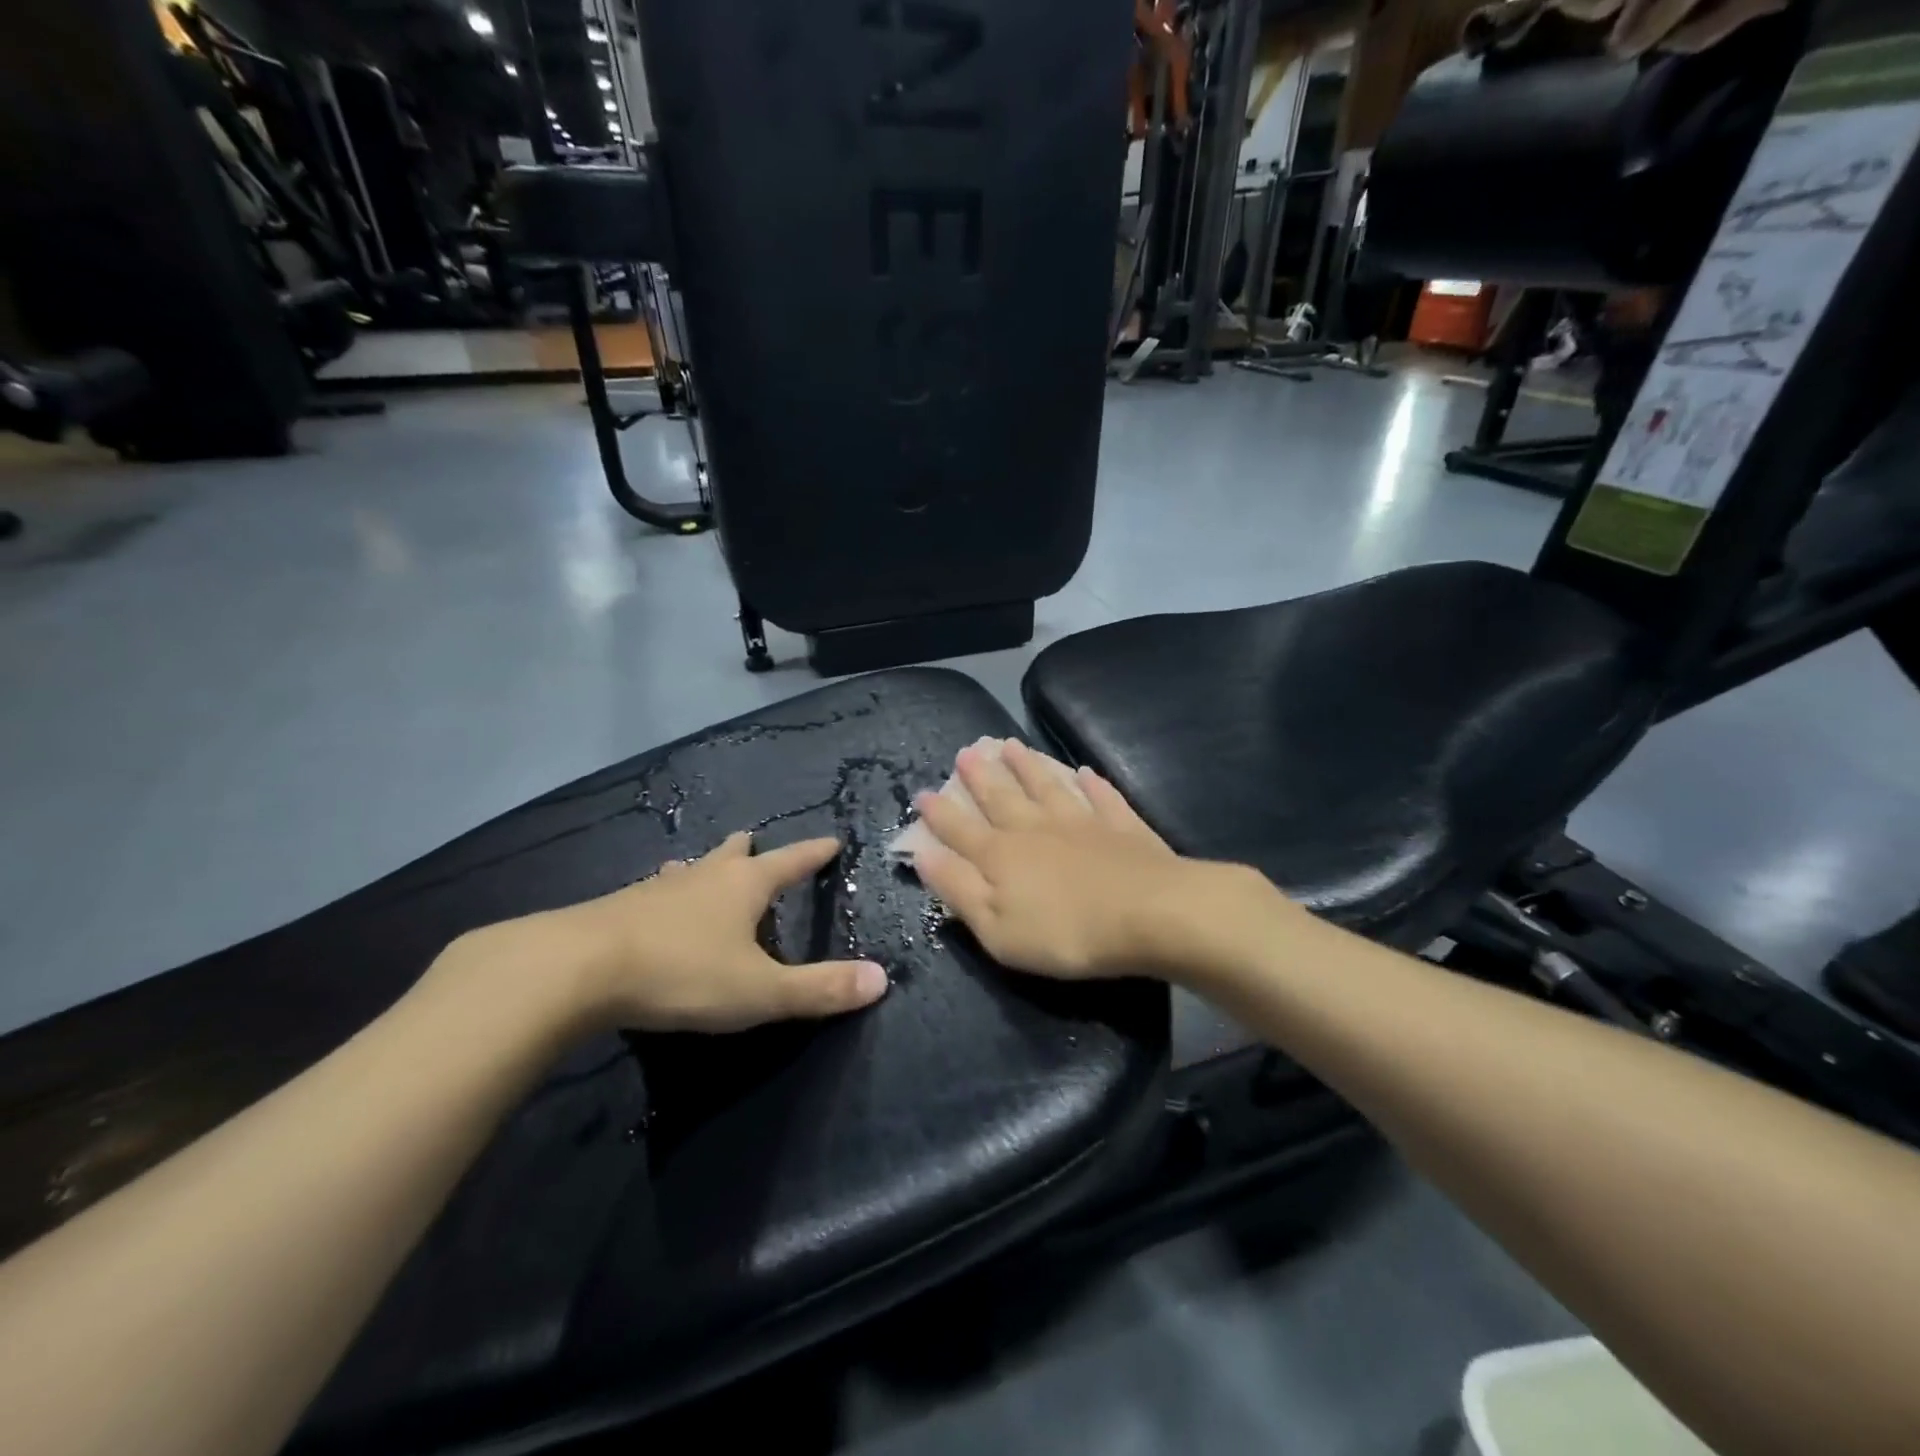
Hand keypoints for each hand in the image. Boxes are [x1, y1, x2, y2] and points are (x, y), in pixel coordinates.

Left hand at [478, 832, 888, 1033]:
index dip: (814, 853)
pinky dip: (667, 894)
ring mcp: (657, 889)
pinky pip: (654, 893)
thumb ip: (819, 988)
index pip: (791, 861)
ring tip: (700, 869)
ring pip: (689, 870)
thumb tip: (882, 979)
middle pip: (734, 854)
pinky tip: (651, 908)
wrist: (576, 970)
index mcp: (744, 886)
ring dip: (702, 869)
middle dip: (750, 850)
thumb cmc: (682, 973)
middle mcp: (703, 876)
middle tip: (754, 842)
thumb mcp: (759, 991)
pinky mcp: (618, 909)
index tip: (832, 839)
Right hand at [910, 739, 1211, 979]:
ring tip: (1010, 745)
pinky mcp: (1121, 827)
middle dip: (980, 776)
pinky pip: (1101, 797)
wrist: (1148, 914)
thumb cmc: (1065, 933)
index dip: (939, 813)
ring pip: (1046, 786)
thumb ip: (958, 889)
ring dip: (1027, 766)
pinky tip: (1085, 772)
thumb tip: (922, 854)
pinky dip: (1091, 784)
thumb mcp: (996, 928)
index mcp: (1001, 857)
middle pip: (1001, 797)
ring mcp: (1081, 822)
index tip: (922, 792)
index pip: (961, 830)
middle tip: (966, 752)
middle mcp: (1035, 829)